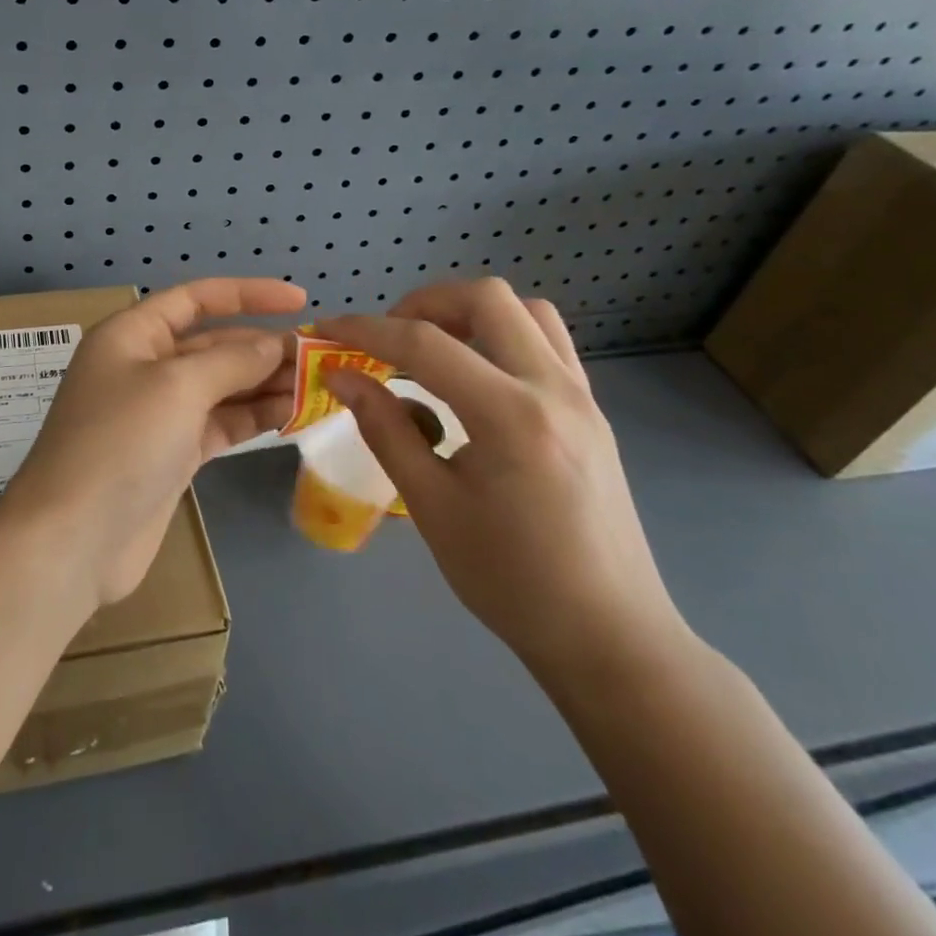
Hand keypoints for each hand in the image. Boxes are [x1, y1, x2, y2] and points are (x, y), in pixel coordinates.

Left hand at [0, 278, 305, 607]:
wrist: (74, 539)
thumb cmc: (120, 444)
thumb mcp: (177, 387)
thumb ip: (231, 361)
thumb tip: (273, 346)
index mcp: (132, 335)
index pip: (196, 298)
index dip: (248, 294)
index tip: (300, 301)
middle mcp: (144, 367)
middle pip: (213, 345)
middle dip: (264, 347)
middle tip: (320, 358)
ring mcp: (158, 414)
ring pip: (221, 386)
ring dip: (265, 384)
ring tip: (318, 387)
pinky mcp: (172, 454)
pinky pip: (220, 423)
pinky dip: (252, 417)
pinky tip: (291, 415)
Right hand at [318, 279, 686, 683]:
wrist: (609, 636)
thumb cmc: (510, 580)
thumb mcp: (432, 505)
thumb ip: (385, 429)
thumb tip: (342, 377)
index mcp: (510, 416)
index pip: (425, 343)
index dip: (366, 330)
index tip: (326, 331)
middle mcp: (553, 389)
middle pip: (487, 299)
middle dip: (425, 304)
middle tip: (388, 340)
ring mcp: (582, 397)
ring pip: (526, 312)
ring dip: (470, 314)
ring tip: (431, 351)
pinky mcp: (592, 412)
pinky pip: (547, 343)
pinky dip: (501, 337)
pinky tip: (473, 380)